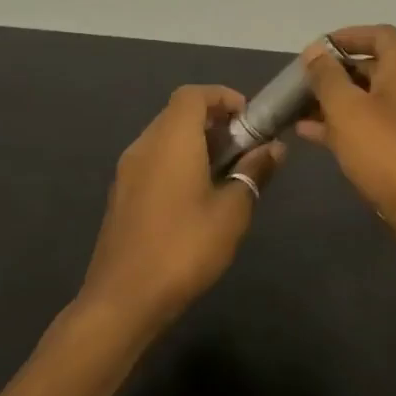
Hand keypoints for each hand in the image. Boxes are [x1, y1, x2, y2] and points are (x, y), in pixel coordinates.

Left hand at [80, 86, 283, 333]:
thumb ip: (254, 173)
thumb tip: (274, 148)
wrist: (123, 300)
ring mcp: (127, 172)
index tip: (249, 119)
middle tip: (244, 147)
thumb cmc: (184, 248)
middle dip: (214, 121)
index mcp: (171, 140)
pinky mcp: (122, 196)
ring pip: (164, 138)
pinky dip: (178, 162)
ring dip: (196, 143)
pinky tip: (198, 197)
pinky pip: (153, 161)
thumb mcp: (232, 211)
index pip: (193, 94)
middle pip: (178, 113)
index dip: (223, 97)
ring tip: (226, 172)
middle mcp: (144, 146)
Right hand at [297, 25, 395, 251]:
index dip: (346, 37)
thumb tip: (316, 51)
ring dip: (341, 101)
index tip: (316, 50)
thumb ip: (327, 77)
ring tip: (301, 111)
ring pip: (376, 98)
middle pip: (377, 66)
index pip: (379, 34)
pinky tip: (317, 136)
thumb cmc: (387, 152)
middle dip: (338, 73)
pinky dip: (354, 124)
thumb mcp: (347, 110)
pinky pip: (383, 123)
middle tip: (304, 84)